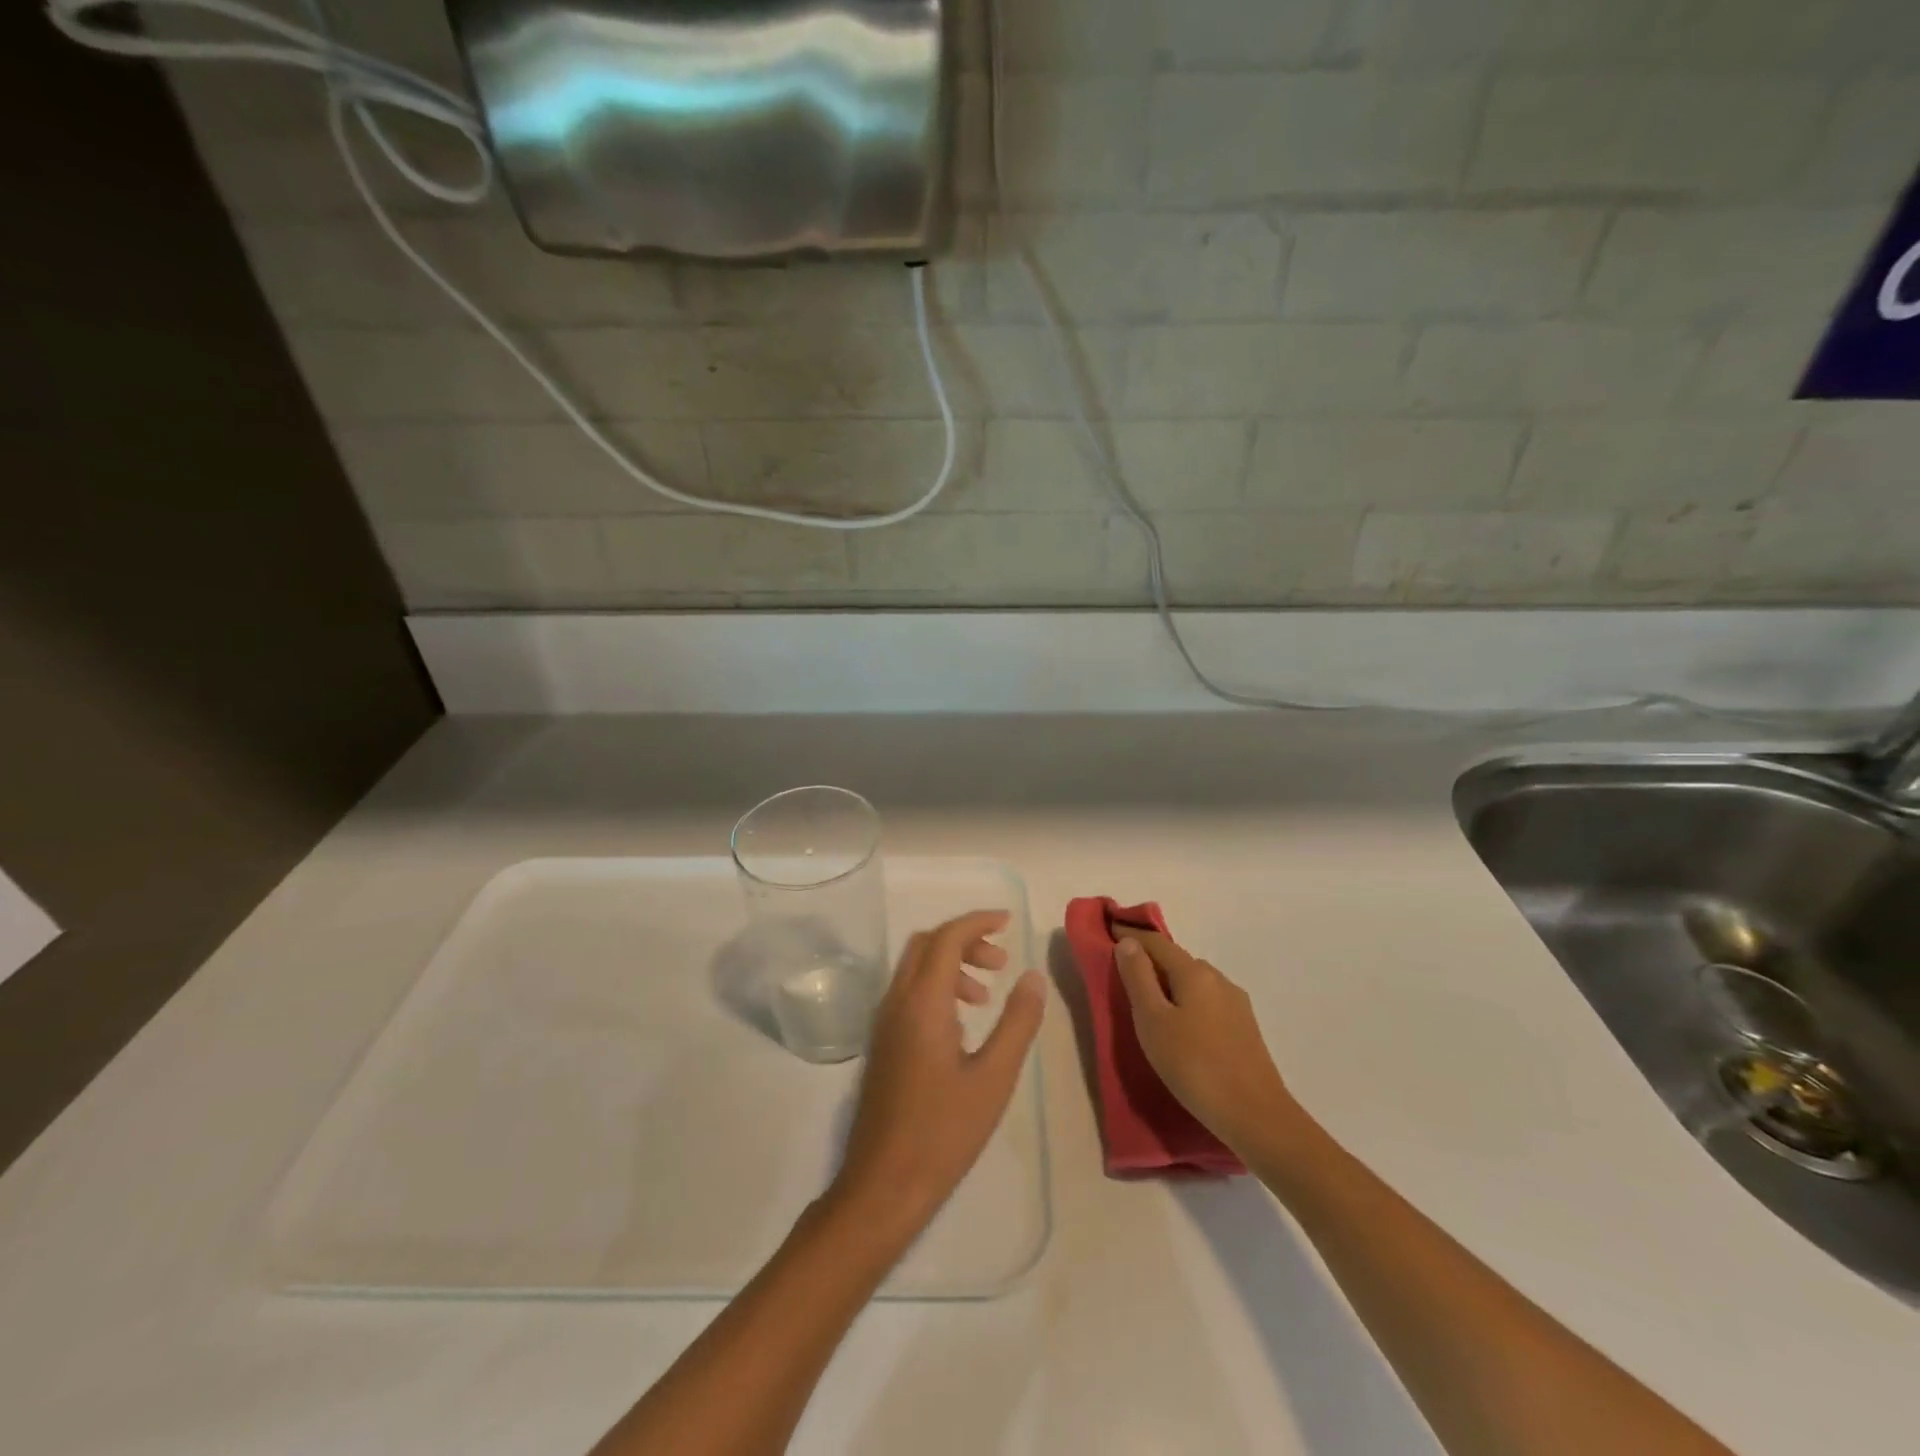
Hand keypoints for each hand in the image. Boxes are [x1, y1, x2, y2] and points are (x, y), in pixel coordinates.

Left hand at [831, 911, 1046, 1234]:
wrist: (883, 1184)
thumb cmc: (944, 1132)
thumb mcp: (994, 1078)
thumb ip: (1017, 1022)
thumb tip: (1032, 976)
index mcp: (922, 1002)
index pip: (947, 938)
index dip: (978, 921)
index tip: (1009, 922)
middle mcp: (896, 1002)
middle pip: (927, 945)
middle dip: (965, 940)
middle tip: (1001, 961)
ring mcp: (884, 1023)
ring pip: (915, 968)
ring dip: (951, 965)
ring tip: (986, 996)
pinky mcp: (882, 1044)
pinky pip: (909, 993)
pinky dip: (937, 987)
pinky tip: (962, 1025)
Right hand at [1113, 930, 1303, 1157]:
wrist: (1256, 1116)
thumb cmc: (1194, 1066)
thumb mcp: (1153, 1020)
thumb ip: (1138, 978)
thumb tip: (1128, 942)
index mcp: (1194, 972)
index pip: (1156, 942)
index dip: (1130, 934)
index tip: (1108, 929)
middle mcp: (1218, 979)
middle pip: (1176, 960)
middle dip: (1150, 960)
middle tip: (1122, 973)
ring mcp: (1236, 1004)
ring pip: (1193, 982)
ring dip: (1169, 983)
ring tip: (1148, 1002)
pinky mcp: (1244, 1028)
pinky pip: (1206, 1002)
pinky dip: (1185, 1001)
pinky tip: (1180, 1025)